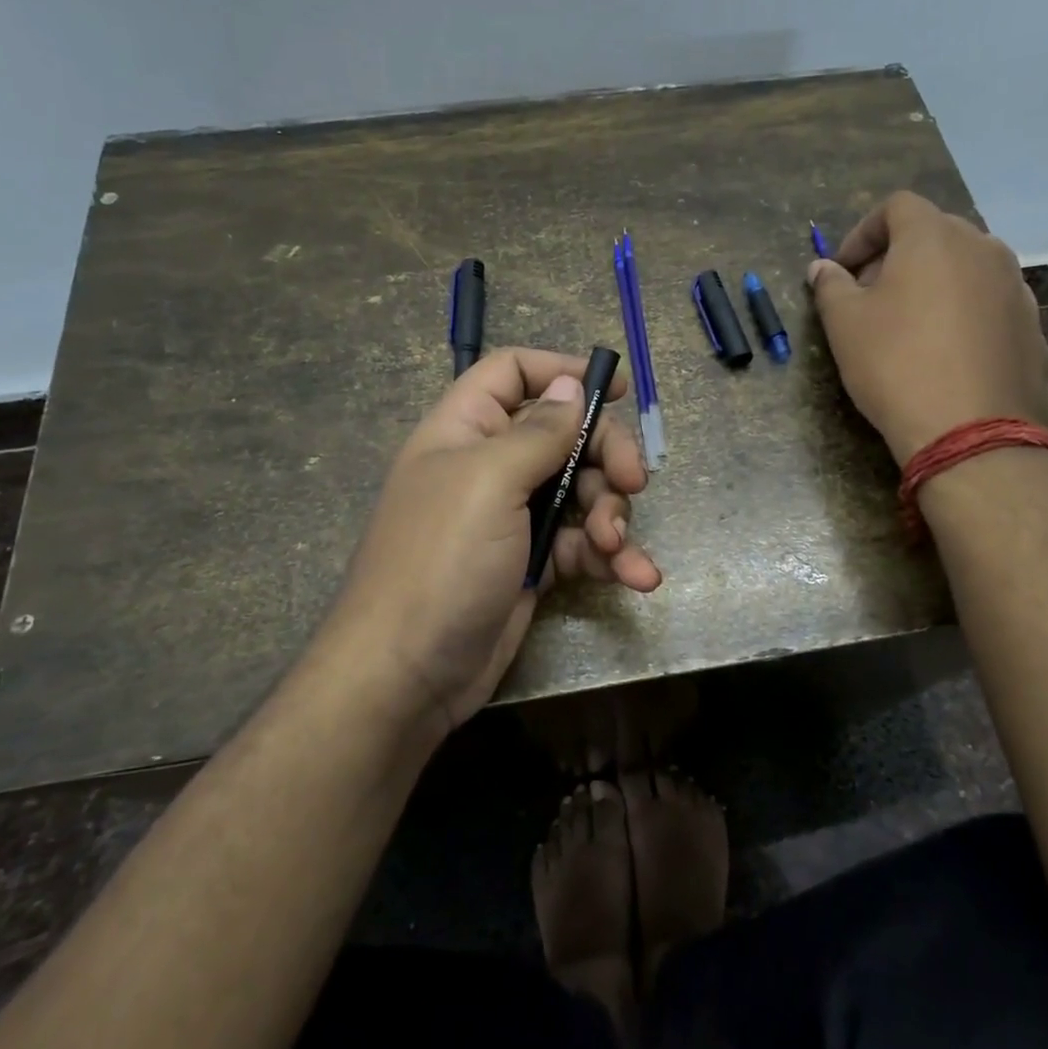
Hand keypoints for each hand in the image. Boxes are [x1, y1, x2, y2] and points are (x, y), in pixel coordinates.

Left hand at [325, 348, 661, 734]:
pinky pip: (585, 543)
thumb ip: (538, 432)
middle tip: (634, 481)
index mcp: (466, 430)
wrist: (408, 676)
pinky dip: (614, 557)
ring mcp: (515, 517)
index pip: (512, 374)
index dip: (562, 372)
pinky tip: (638, 577)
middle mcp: (492, 465)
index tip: (615, 390)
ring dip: (613, 514)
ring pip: (583, 491)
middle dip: (606, 455)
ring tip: (615, 547)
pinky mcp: (536, 562)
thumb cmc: (442, 561)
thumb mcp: (489, 482)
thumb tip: (570, 386)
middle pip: (565, 434)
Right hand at [809, 192, 1047, 462]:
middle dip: (895, 256)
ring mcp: (1013, 284)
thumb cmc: (895, 364)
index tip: (843, 269)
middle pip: (933, 232)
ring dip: (930, 280)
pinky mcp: (1030, 322)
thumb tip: (822, 268)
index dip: (863, 232)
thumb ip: (830, 286)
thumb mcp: (844, 324)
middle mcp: (982, 246)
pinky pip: (986, 298)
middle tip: (869, 295)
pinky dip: (960, 307)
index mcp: (934, 236)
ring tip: (907, 322)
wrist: (969, 430)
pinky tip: (943, 347)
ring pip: (963, 265)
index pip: (897, 207)